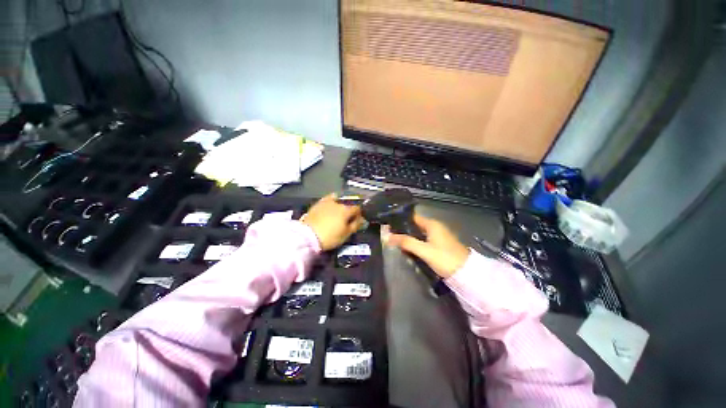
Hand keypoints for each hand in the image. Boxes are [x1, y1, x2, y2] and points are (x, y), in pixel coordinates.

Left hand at [302, 194, 363, 249]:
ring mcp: (327, 202)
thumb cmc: (330, 237)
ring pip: (338, 201)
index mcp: (346, 210)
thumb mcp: (346, 234)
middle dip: (349, 211)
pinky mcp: (317, 204)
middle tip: (347, 219)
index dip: (359, 214)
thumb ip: (355, 225)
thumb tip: (362, 220)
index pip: (357, 209)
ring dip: (340, 206)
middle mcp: (338, 203)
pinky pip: (327, 199)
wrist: (308, 236)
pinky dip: (331, 201)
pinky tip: (331, 204)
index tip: (357, 221)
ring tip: (338, 213)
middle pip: (347, 205)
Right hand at [385, 214, 469, 278]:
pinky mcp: (440, 245)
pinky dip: (416, 243)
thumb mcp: (424, 250)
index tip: (389, 224)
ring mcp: (438, 236)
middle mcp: (435, 227)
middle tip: (389, 235)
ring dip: (409, 237)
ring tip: (395, 242)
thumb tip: (388, 237)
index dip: (401, 220)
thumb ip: (406, 242)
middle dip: (403, 230)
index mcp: (432, 224)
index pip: (413, 217)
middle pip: (415, 225)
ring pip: (419, 234)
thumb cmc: (445, 258)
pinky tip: (408, 249)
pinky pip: (424, 240)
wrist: (467, 274)